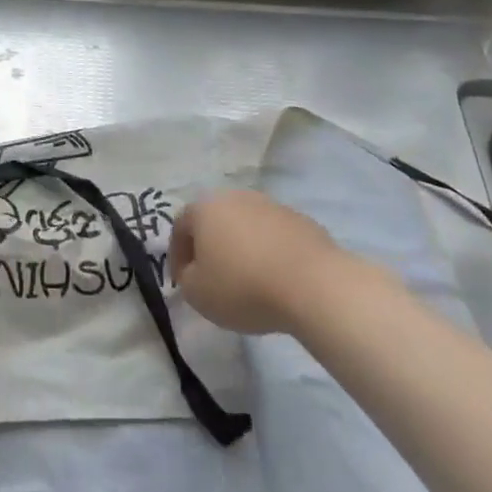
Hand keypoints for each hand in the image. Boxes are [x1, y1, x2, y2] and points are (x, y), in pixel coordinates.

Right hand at [170, 189, 340, 333]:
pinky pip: (276, 237)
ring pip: (247, 227)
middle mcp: (235, 197)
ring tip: (249, 281)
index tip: (183, 282)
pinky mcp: (302, 221)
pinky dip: (271, 253)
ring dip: (243, 248)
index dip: (177, 256)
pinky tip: (278, 279)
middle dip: (211, 247)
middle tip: (213, 277)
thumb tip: (194, 271)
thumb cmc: (244, 287)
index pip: (180, 227)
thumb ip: (186, 279)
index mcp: (204, 208)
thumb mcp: (198, 294)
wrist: (314, 285)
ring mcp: (272, 206)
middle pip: (215, 221)